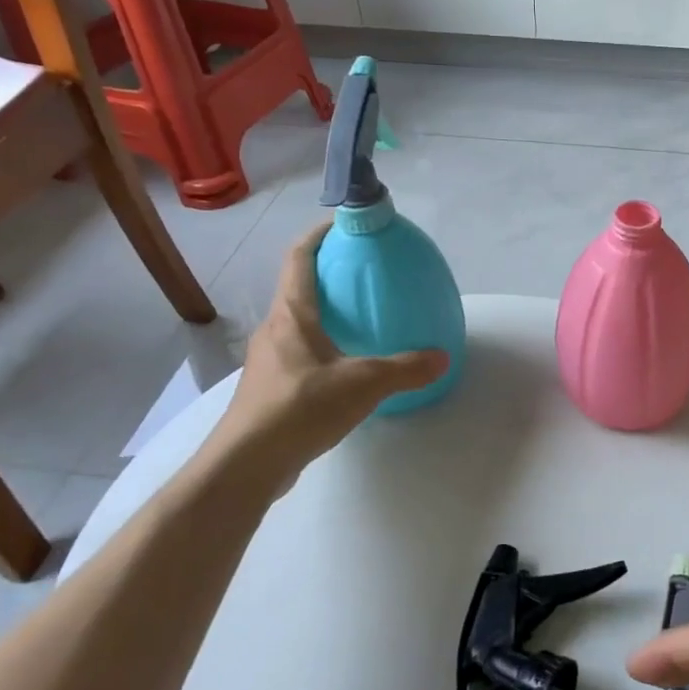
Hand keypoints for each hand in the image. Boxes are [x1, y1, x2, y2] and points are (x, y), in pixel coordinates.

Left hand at [214, 221, 448, 481]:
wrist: (246, 464)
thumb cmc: (300, 408)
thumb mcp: (364, 384)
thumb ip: (406, 368)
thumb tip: (442, 357)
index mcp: (291, 315)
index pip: (299, 258)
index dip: (319, 235)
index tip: (343, 225)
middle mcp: (274, 330)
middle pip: (297, 288)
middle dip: (327, 275)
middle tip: (364, 274)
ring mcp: (268, 361)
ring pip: (298, 323)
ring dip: (324, 313)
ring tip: (360, 319)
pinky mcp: (270, 389)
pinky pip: (299, 353)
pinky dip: (322, 346)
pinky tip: (346, 367)